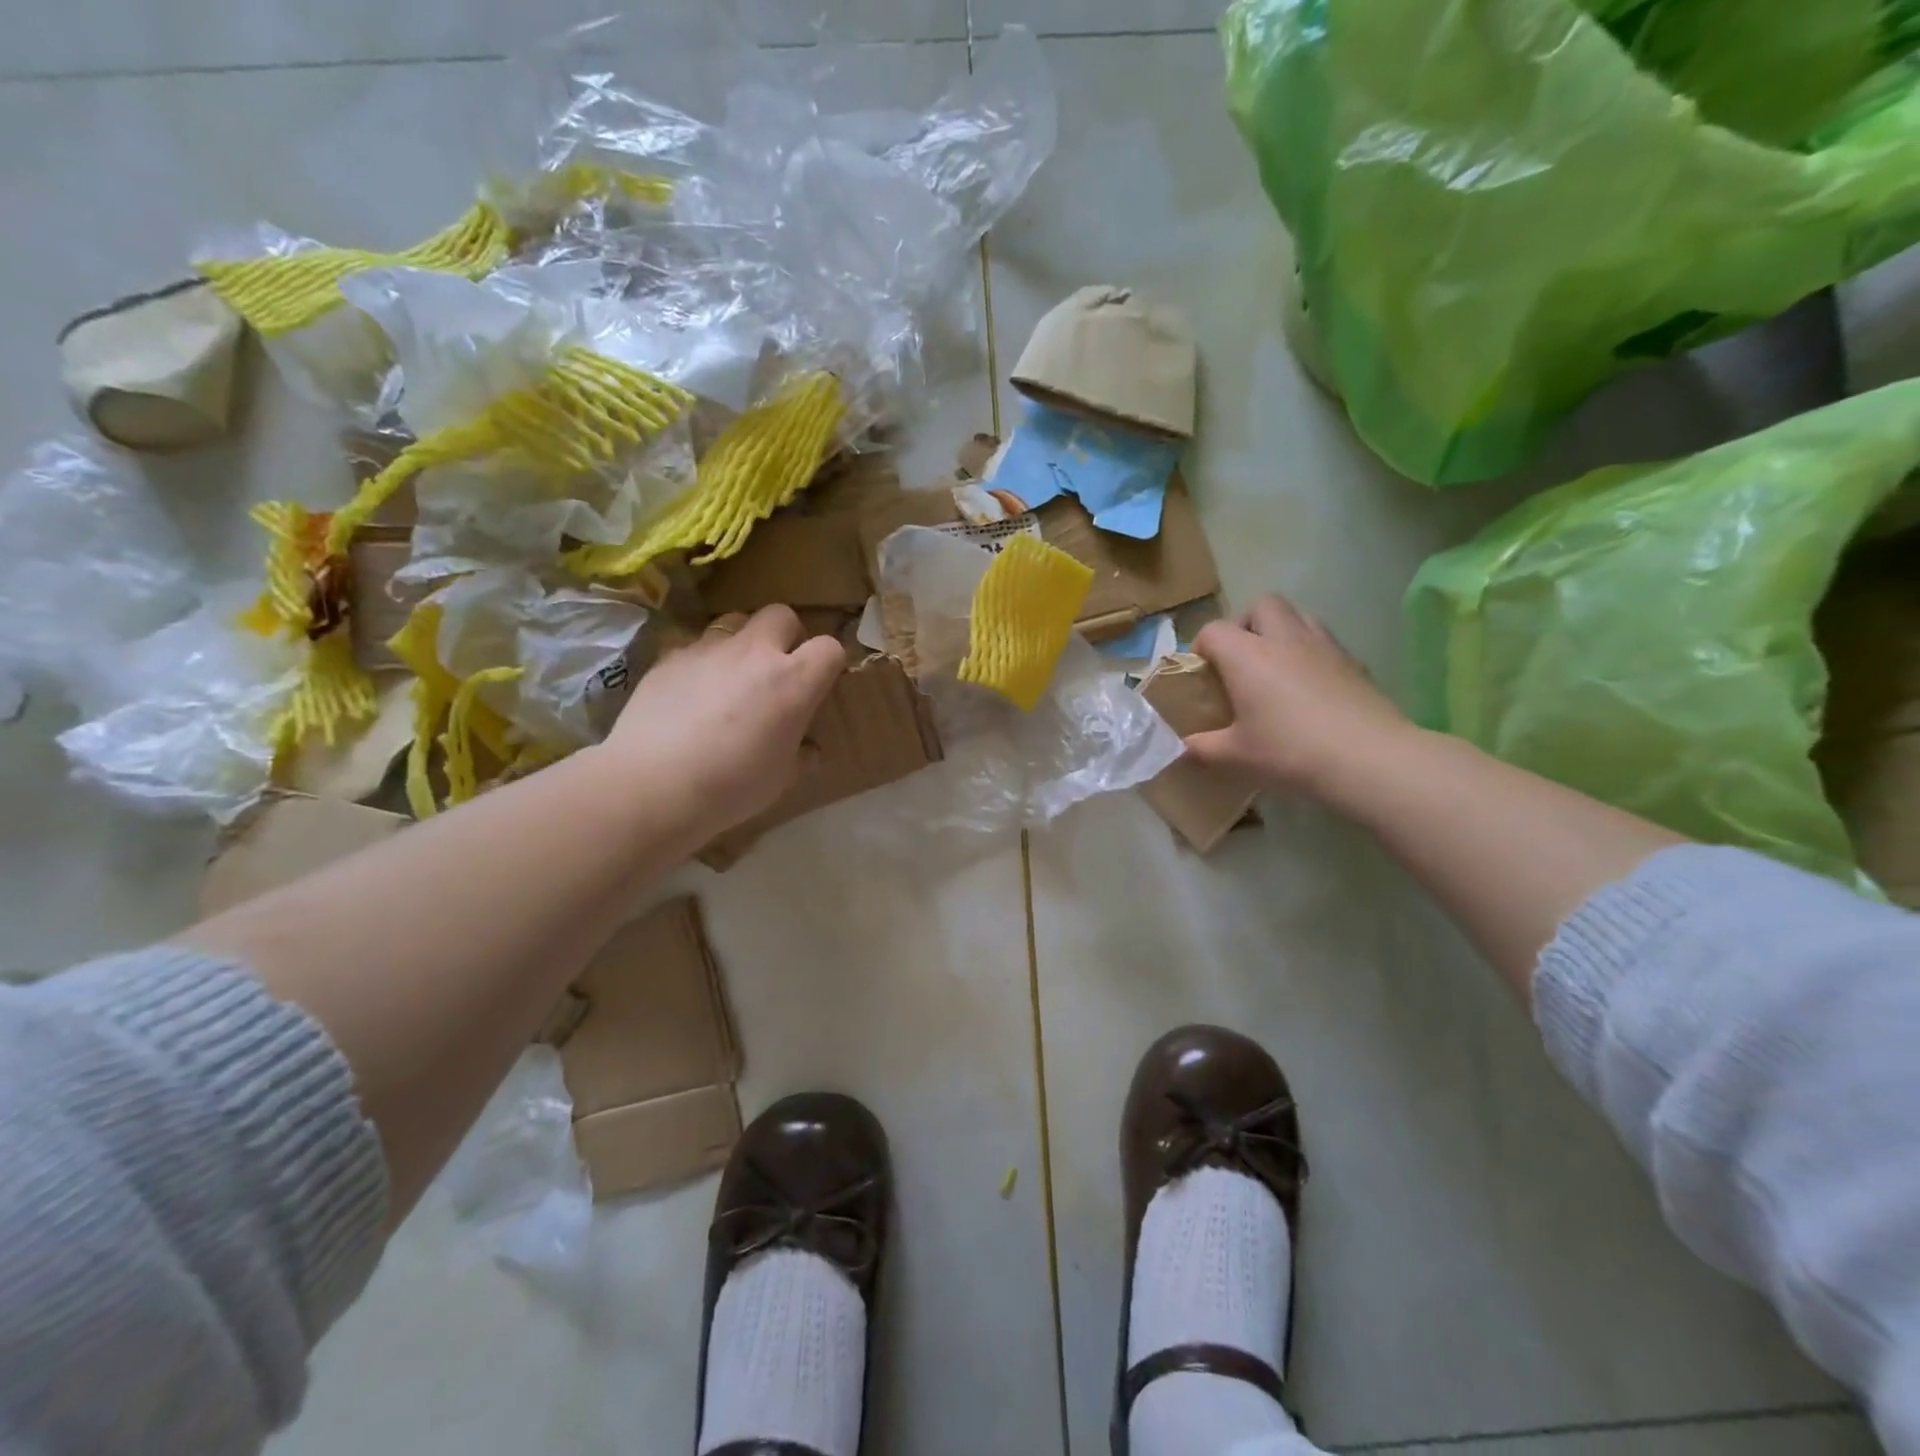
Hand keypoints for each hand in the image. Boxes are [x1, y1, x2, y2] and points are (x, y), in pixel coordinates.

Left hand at [601, 606, 845, 836]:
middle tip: (777, 669)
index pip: (829, 648)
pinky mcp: (670, 656)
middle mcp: (755, 653)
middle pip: (782, 615)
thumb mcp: (781, 778)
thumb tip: (808, 749)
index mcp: (793, 682)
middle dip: (786, 635)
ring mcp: (709, 649)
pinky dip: (703, 661)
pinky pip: (695, 645)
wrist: (653, 784)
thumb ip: (801, 756)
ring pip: (736, 621)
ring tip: (732, 676)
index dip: (829, 662)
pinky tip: (691, 693)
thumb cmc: (732, 786)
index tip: (820, 684)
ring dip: (743, 642)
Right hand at [1185, 594, 1414, 799]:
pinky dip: (1310, 653)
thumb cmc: (1289, 751)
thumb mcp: (1236, 755)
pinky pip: (1325, 641)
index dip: (1202, 647)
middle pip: (1262, 605)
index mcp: (1247, 655)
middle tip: (1241, 660)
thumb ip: (1202, 748)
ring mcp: (1324, 646)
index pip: (1214, 630)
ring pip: (1298, 615)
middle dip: (1246, 624)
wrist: (1368, 758)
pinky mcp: (1354, 661)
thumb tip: (1180, 749)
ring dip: (1281, 631)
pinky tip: (1310, 687)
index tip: (1201, 674)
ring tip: (1276, 667)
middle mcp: (1284, 639)